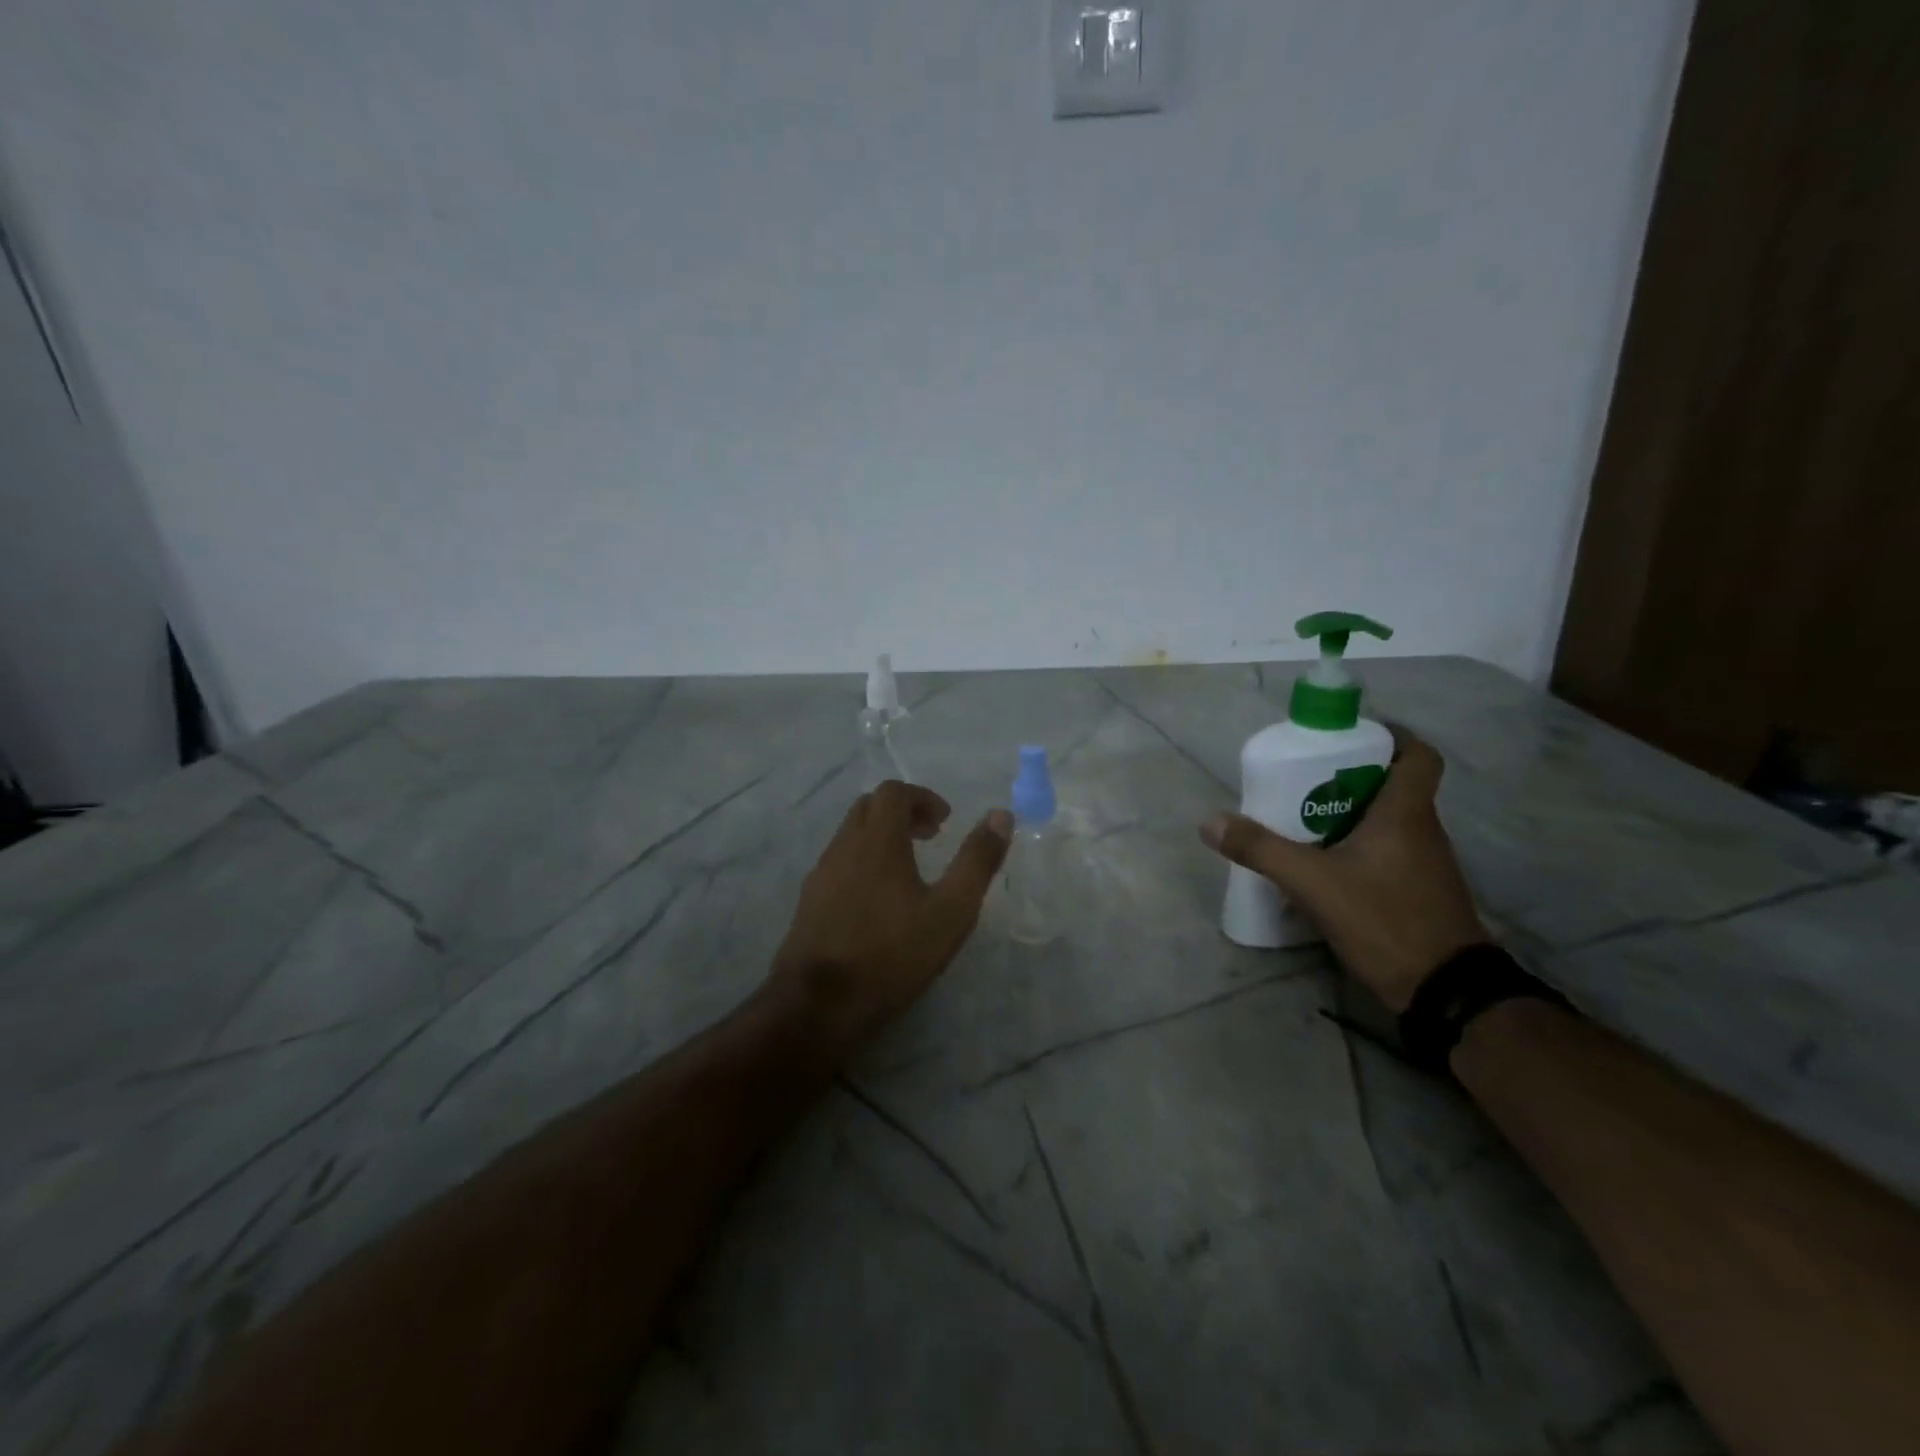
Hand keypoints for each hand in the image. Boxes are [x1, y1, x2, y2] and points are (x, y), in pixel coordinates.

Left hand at [771, 781, 1012, 1048]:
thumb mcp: (951, 911)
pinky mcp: (808, 903)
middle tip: (929, 837)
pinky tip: (877, 901)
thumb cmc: (891, 954)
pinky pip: (838, 864)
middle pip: (868, 808)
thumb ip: (977, 861)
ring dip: (880, 838)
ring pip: (850, 836)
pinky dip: (862, 862)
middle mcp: (843, 847)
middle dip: (901, 813)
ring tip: (908, 870)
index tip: (945, 821)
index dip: (922, 798)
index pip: (893, 792)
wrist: (818, 1005)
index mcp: (876, 841)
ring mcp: (820, 875)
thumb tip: (1001, 816)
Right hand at [1199, 727, 1485, 1011]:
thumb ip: (1261, 850)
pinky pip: (1387, 850)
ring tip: (1303, 815)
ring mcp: (1424, 863)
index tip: (1349, 735)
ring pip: (1388, 819)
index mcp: (1405, 813)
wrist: (1444, 991)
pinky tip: (1325, 862)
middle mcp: (1422, 830)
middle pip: (1393, 784)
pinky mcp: (1419, 891)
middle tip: (1305, 776)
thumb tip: (1210, 821)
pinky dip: (1358, 844)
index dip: (1391, 736)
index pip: (1418, 755)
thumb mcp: (1312, 882)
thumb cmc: (1384, 919)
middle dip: (1350, 774)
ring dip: (1351, 811)